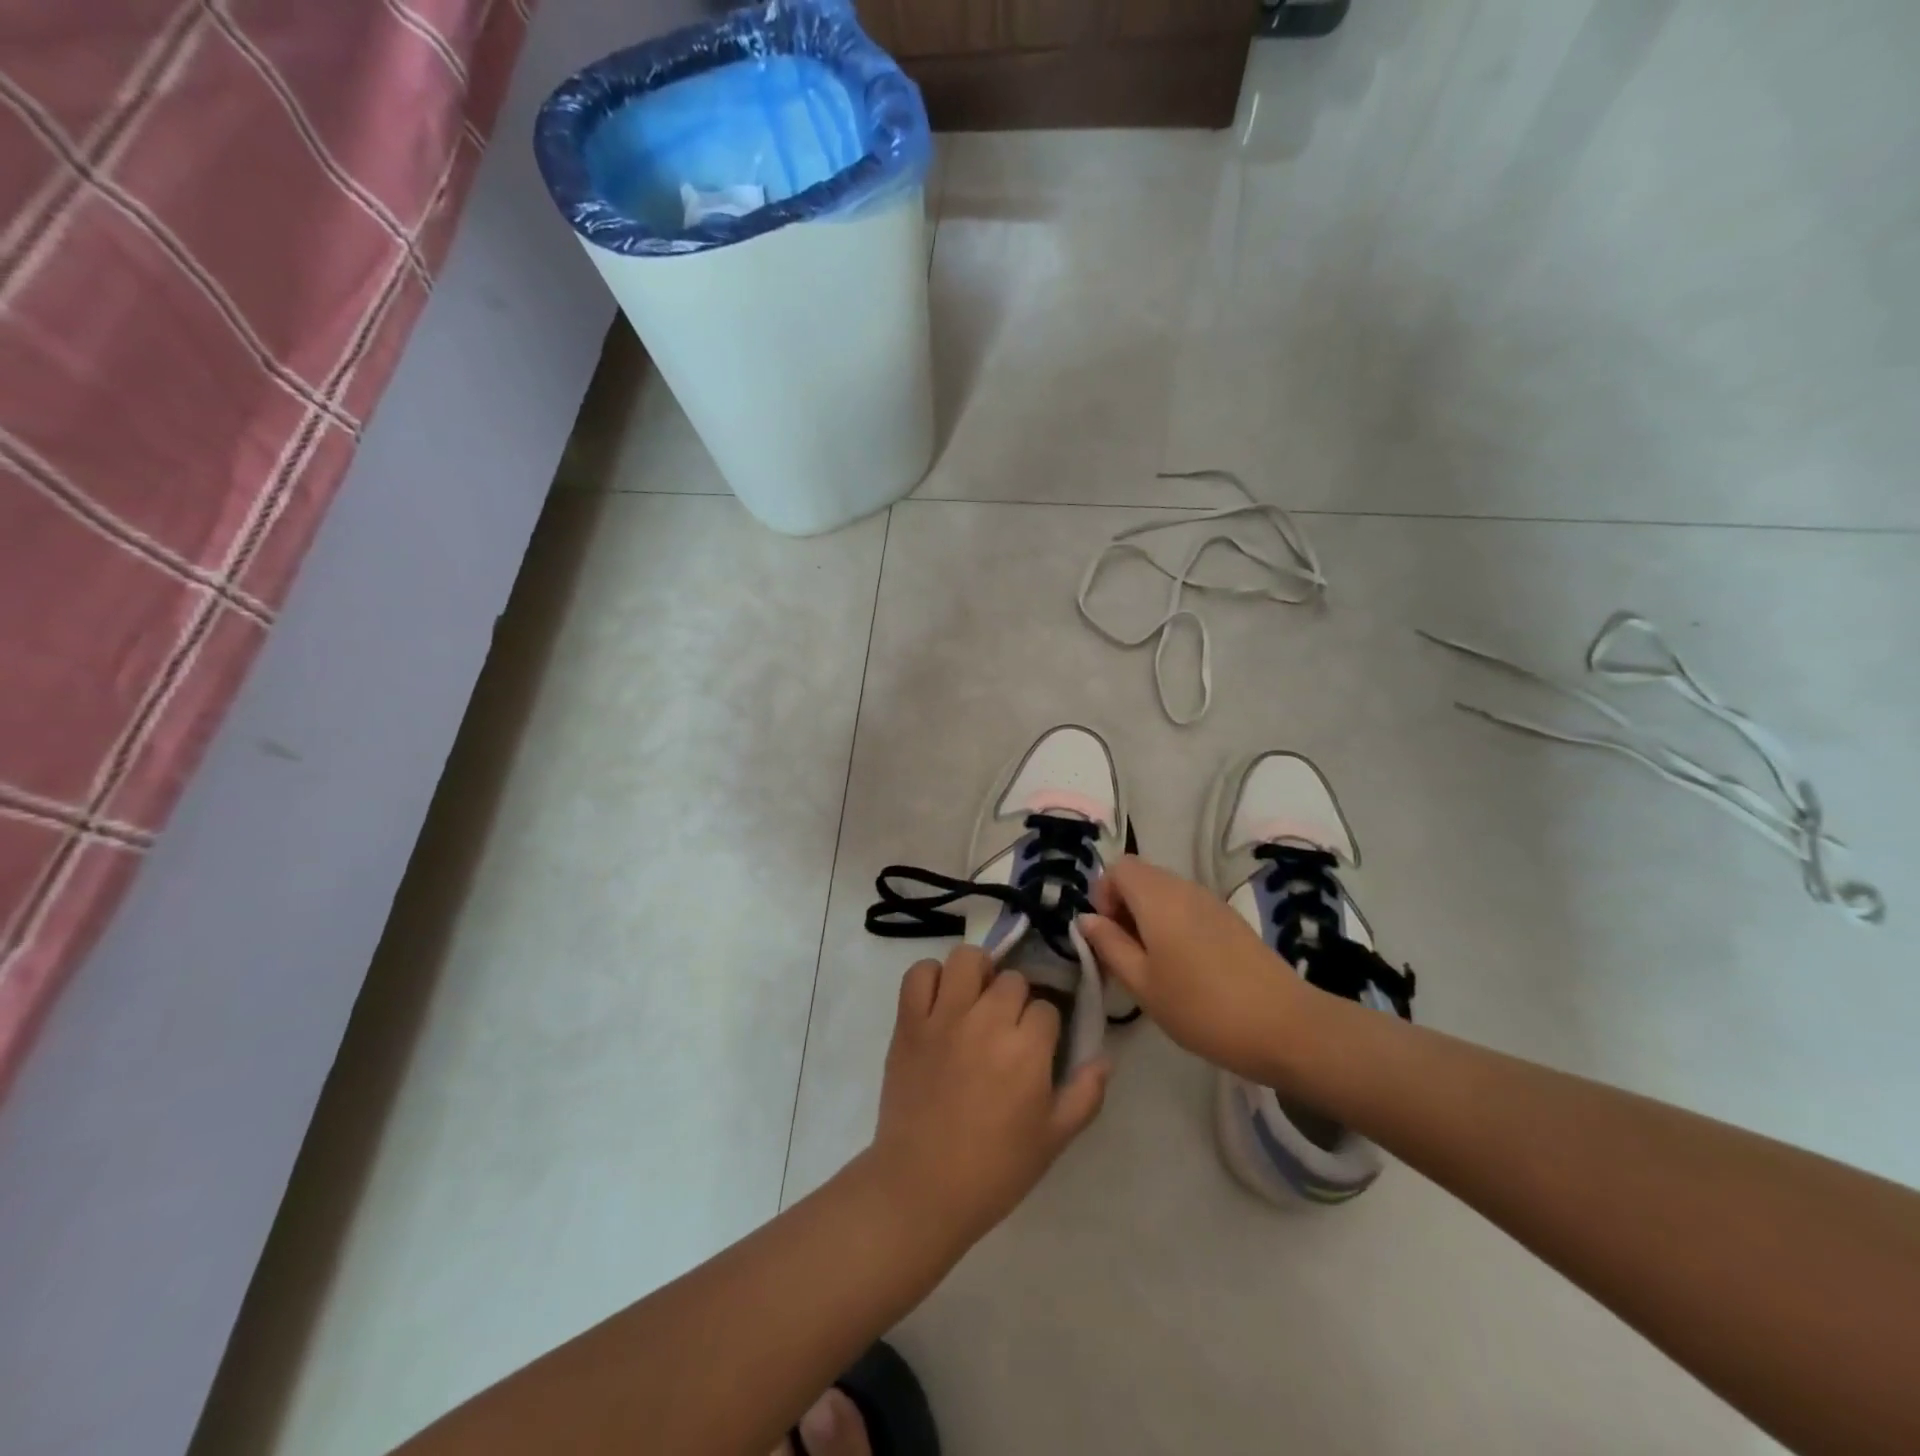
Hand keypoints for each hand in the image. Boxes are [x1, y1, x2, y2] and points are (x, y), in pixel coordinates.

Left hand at [869, 945, 1109, 1244]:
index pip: (1047, 1007)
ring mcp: (944, 1017)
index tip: (1036, 1047)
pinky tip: (940, 999)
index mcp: (1027, 1049)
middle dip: (1015, 1000)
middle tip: (1006, 1028)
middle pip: (1012, 980)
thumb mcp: (1054, 1139)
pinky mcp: (909, 1022)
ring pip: (967, 959)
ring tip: (975, 998)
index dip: (1045, 1026)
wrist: (922, 1188)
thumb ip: (1085, 1094)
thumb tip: (1105, 1058)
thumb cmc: (995, 1169)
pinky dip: (930, 977)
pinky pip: (919, 974)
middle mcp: (987, 1021)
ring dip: (977, 973)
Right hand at [1079, 856, 1305, 1081]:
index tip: (1108, 936)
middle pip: (1141, 877)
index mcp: (1158, 897)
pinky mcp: (1230, 920)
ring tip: (1153, 967)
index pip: (1118, 867)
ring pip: (1164, 893)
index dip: (1103, 895)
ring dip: (1148, 919)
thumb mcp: (1143, 984)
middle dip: (1123, 908)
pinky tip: (1185, 970)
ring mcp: (1211, 902)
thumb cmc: (1202, 1007)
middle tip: (1125, 956)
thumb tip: (1086, 919)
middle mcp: (1184, 888)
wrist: (1285, 1027)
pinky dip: (1173, 926)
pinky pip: (1188, 908)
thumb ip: (1109, 945)